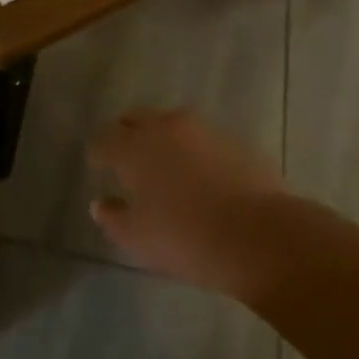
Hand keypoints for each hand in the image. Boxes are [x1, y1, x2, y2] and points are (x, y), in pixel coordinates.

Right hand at [87, 109, 290, 301]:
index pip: (103, 140)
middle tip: (128, 158)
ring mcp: (203, 131)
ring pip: (172, 126)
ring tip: (167, 167)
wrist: (260, 236)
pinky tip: (203, 178)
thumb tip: (101, 204)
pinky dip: (196, 153)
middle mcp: (165, 128)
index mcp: (133, 147)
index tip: (97, 165)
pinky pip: (204, 141)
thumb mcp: (138, 239)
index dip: (97, 153)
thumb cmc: (186, 238)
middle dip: (127, 134)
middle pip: (136, 120)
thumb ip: (113, 218)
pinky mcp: (235, 142)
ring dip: (163, 140)